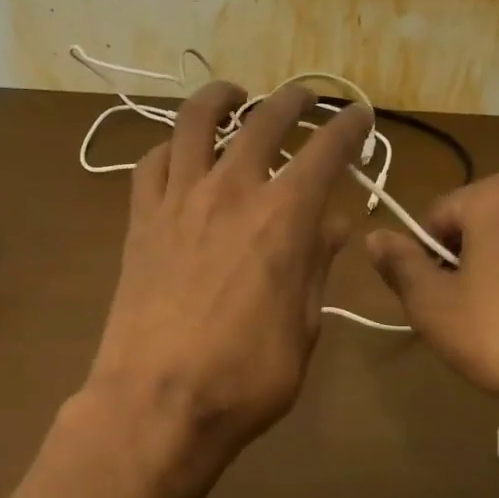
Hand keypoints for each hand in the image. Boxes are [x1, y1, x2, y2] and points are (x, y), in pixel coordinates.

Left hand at [86, 81, 373, 466]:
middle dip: (292, 100)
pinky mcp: (140, 221)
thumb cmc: (245, 377)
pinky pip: (151, 163)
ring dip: (220, 99)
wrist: (157, 403)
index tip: (359, 115)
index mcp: (283, 218)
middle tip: (305, 97)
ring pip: (194, 122)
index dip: (348, 127)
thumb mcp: (303, 328)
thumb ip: (316, 267)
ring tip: (233, 94)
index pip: (325, 151)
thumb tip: (331, 225)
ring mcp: (178, 201)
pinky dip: (170, 147)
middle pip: (263, 121)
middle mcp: (231, 192)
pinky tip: (178, 152)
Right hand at [365, 171, 498, 463]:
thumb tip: (375, 237)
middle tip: (453, 315)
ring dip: (492, 280)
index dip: (419, 257)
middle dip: (458, 266)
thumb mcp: (432, 303)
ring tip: (490, 329)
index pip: (435, 217)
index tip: (424, 296)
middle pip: (476, 230)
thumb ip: (400, 264)